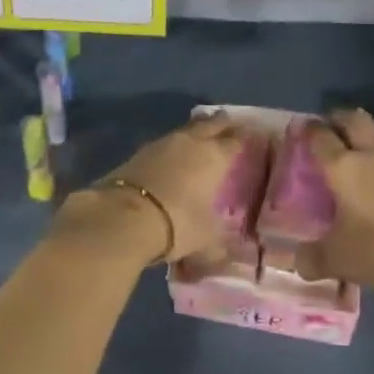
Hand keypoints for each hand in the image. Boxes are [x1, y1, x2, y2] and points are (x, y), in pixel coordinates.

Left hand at [58, 114, 249, 264]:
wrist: (123, 217)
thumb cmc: (177, 223)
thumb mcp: (206, 240)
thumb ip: (218, 243)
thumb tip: (224, 252)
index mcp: (213, 156)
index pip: (234, 140)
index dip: (243, 136)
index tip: (251, 133)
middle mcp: (189, 143)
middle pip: (209, 125)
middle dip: (220, 123)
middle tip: (228, 121)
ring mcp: (160, 144)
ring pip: (184, 131)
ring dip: (193, 132)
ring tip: (200, 136)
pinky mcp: (137, 153)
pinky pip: (163, 145)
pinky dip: (171, 148)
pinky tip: (171, 156)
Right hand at [303, 109, 373, 301]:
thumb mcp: (337, 260)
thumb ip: (311, 258)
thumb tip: (297, 261)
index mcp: (344, 167)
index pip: (320, 135)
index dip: (308, 129)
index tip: (301, 130)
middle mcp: (371, 154)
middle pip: (353, 118)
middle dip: (337, 119)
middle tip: (328, 131)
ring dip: (364, 132)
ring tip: (355, 149)